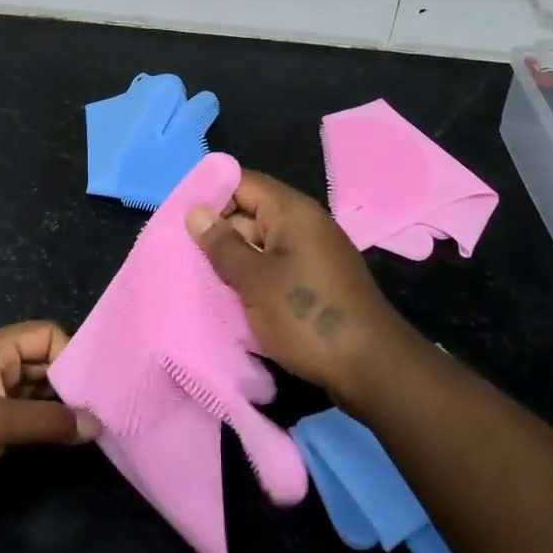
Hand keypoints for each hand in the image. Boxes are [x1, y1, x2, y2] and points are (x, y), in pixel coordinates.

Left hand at [0, 322, 98, 505]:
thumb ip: (47, 422)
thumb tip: (96, 423)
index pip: (46, 336)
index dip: (71, 356)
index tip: (95, 389)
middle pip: (43, 362)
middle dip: (70, 383)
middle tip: (103, 411)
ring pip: (34, 391)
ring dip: (58, 407)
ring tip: (91, 428)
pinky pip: (22, 415)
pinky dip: (42, 425)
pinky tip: (62, 442)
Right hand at [186, 172, 404, 400]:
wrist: (373, 370)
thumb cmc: (307, 316)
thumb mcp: (254, 280)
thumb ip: (222, 244)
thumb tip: (195, 211)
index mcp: (292, 211)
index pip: (242, 182)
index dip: (210, 193)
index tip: (179, 217)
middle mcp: (304, 224)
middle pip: (250, 212)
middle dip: (217, 231)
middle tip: (181, 254)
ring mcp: (313, 254)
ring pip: (261, 244)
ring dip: (234, 259)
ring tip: (198, 277)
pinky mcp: (316, 282)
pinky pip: (275, 267)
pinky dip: (253, 278)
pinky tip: (231, 298)